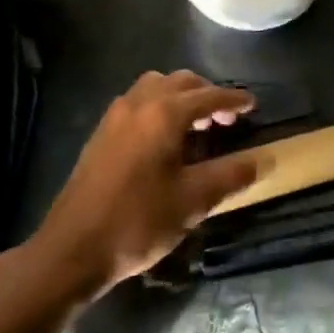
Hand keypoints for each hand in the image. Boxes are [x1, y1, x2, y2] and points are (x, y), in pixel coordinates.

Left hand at [31, 71, 255, 298]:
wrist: (71, 250)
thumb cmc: (137, 222)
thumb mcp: (192, 201)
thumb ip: (230, 176)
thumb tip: (263, 160)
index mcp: (164, 114)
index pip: (209, 95)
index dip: (234, 99)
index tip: (253, 105)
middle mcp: (139, 104)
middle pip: (181, 82)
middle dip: (207, 94)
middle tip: (226, 119)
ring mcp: (115, 116)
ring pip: (156, 87)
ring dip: (180, 97)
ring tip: (195, 125)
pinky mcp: (101, 133)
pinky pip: (138, 102)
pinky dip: (158, 106)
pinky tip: (163, 139)